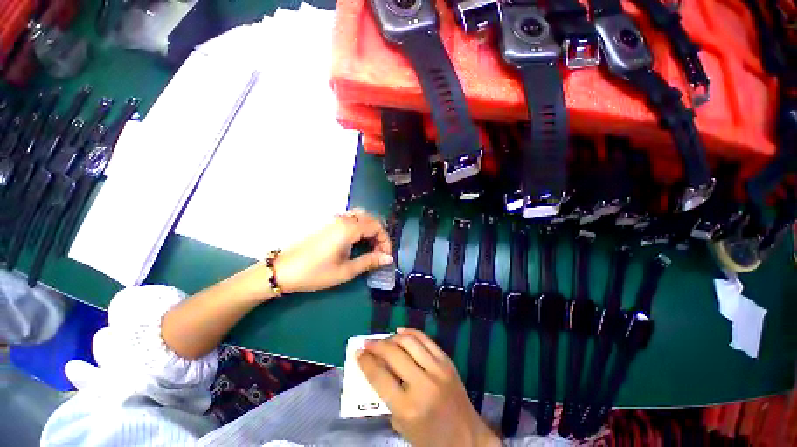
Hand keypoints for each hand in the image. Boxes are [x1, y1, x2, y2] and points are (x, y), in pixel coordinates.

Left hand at [273, 209, 392, 293]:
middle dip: (379, 234)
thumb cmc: (315, 272)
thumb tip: (388, 258)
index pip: (377, 227)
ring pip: (360, 215)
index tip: (385, 256)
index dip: (385, 241)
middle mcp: (343, 219)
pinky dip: (360, 226)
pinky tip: (357, 240)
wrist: (283, 270)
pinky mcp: (327, 222)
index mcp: (348, 228)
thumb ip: (369, 261)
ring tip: (370, 245)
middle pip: (370, 218)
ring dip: (370, 228)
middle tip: (379, 251)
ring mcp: (333, 219)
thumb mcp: (345, 271)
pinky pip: (350, 217)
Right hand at [358, 328, 500, 446]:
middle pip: (393, 354)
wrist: (467, 438)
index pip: (379, 376)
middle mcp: (423, 384)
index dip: (365, 362)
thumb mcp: (402, 426)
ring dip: (392, 337)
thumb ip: (387, 399)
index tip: (358, 353)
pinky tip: (400, 332)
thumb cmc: (430, 439)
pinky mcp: (447, 361)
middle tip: (367, 343)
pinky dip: (410, 332)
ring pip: (409, 341)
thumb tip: (376, 370)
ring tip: (383, 339)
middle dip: (376, 345)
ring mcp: (437, 369)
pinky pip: (426, 339)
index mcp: (408, 407)